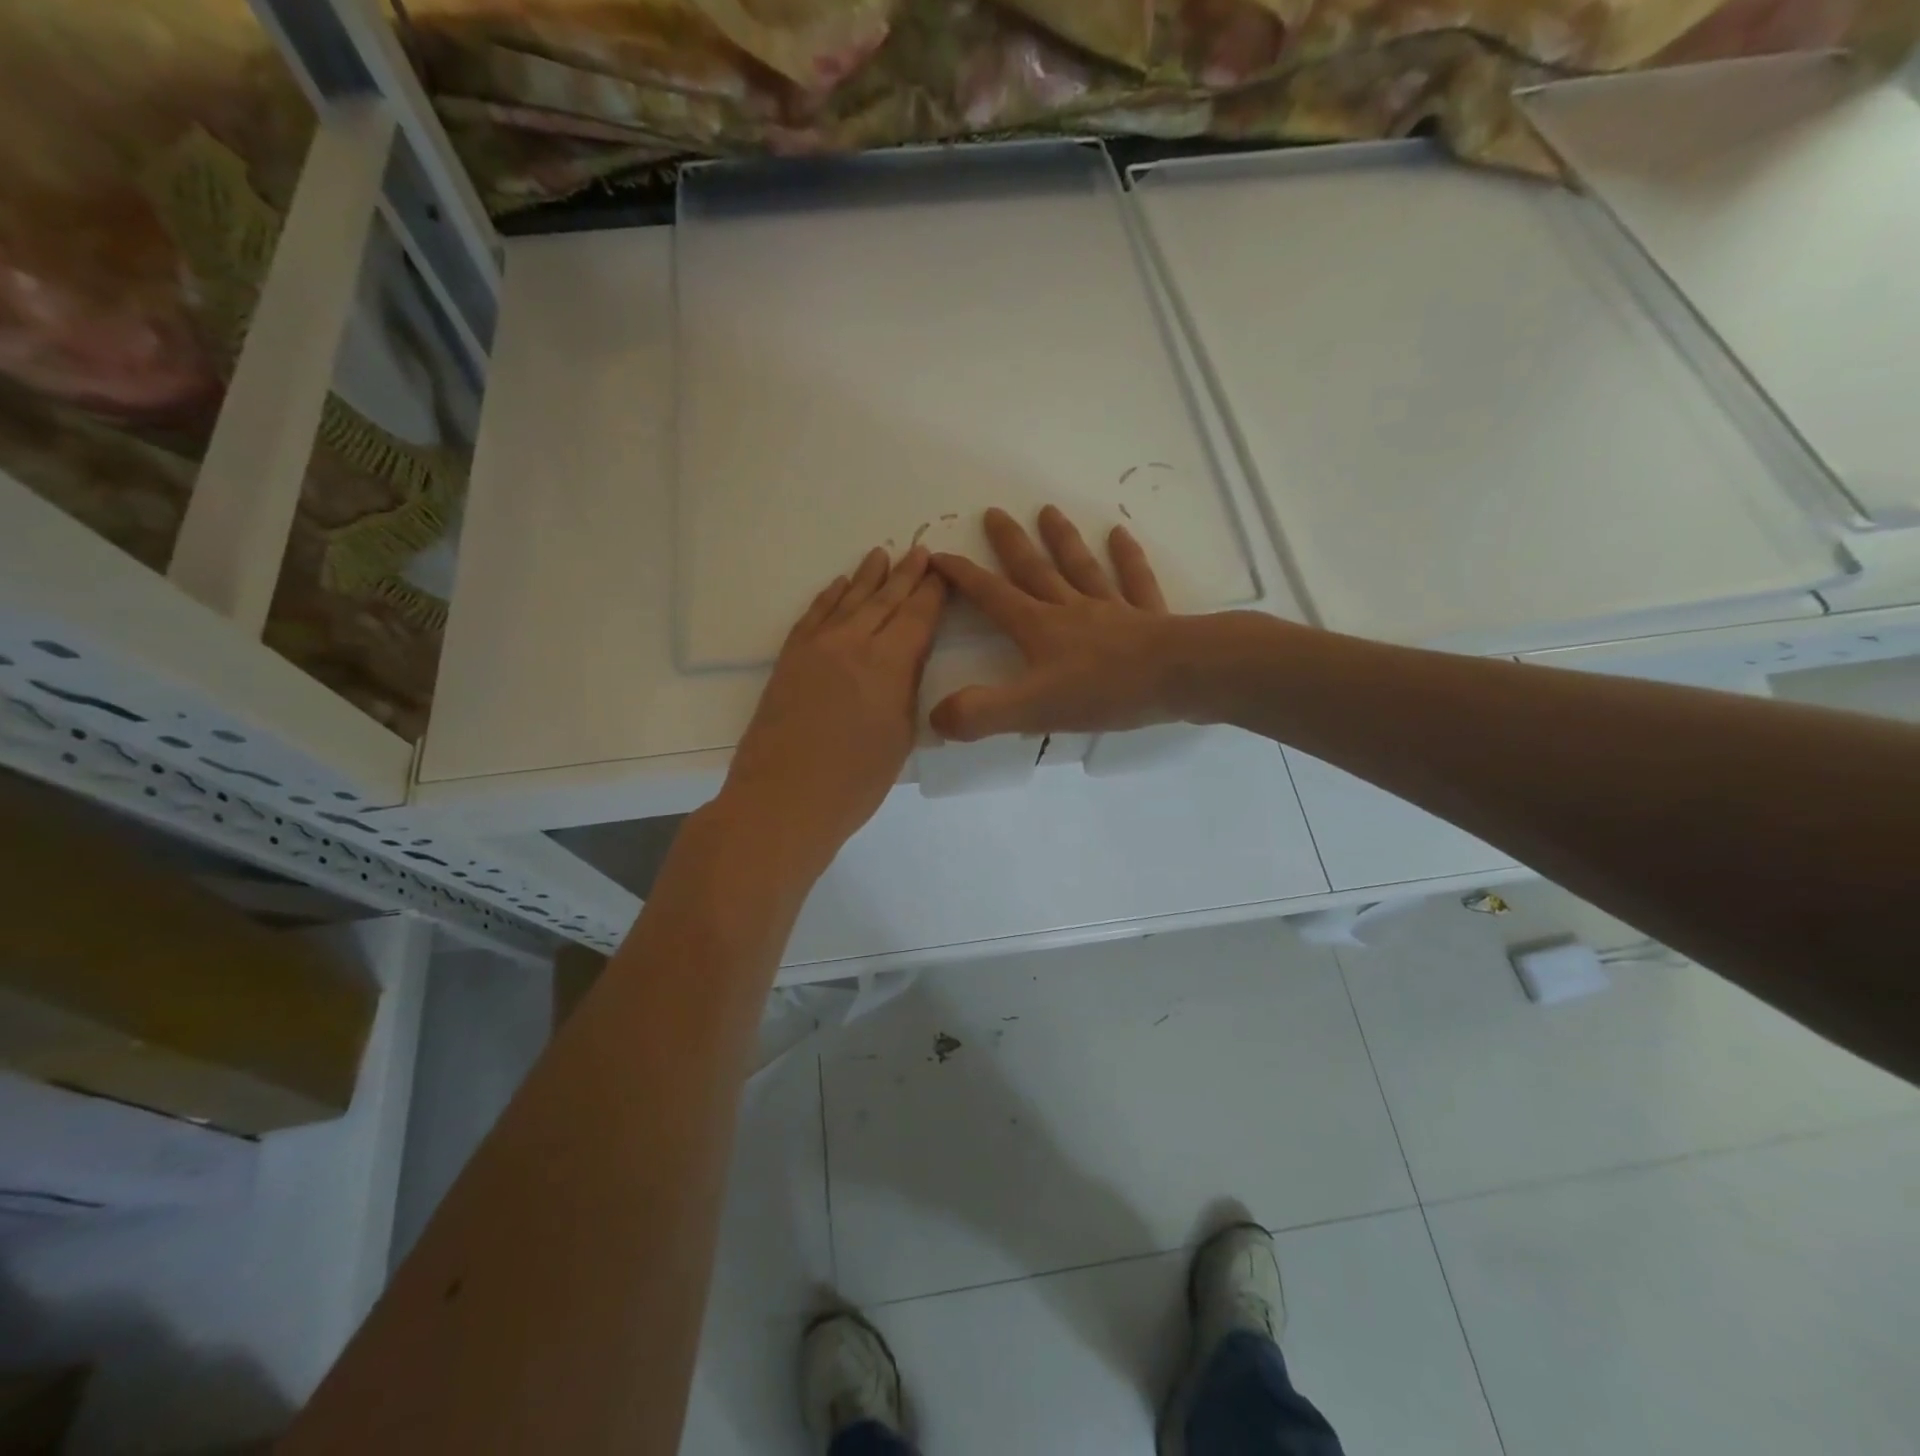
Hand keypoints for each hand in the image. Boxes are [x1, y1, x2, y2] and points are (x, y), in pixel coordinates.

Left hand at [721, 546, 945, 874]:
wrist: (783, 799)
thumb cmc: (855, 781)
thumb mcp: (900, 737)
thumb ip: (906, 688)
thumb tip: (908, 658)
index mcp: (889, 663)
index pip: (918, 616)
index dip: (933, 592)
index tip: (943, 572)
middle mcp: (853, 643)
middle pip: (885, 600)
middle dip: (906, 576)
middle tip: (920, 552)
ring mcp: (816, 647)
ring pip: (848, 601)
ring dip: (868, 577)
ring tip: (882, 555)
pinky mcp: (789, 659)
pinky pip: (813, 615)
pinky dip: (829, 597)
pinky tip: (838, 585)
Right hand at [929, 506, 1185, 741]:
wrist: (1181, 676)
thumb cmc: (1105, 691)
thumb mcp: (1032, 710)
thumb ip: (981, 712)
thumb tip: (936, 717)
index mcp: (1039, 628)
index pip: (992, 596)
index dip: (963, 577)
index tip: (938, 554)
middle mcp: (1071, 610)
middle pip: (1035, 571)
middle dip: (1011, 544)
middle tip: (994, 512)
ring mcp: (1112, 610)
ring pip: (1081, 568)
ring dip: (1063, 541)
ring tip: (1049, 512)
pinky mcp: (1149, 619)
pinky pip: (1134, 582)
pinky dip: (1127, 558)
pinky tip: (1121, 536)